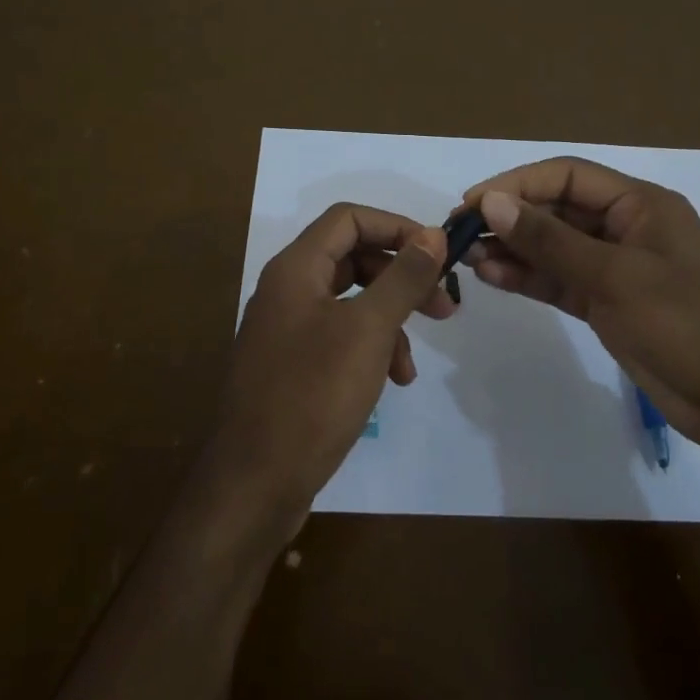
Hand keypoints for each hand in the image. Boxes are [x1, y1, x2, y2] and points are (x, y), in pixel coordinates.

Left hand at [202, 204, 451, 538]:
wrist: (255, 481)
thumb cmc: (313, 395)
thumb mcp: (368, 331)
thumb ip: (402, 278)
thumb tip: (432, 234)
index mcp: (295, 269)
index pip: (349, 218)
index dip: (397, 227)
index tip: (439, 254)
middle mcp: (287, 291)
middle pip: (352, 259)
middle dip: (401, 278)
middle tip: (444, 306)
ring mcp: (287, 330)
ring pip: (351, 303)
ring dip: (390, 322)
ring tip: (412, 363)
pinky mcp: (292, 365)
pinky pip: (340, 338)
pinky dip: (370, 350)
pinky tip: (391, 382)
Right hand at [462, 157, 699, 466]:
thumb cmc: (688, 326)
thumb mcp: (616, 278)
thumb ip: (551, 241)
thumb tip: (492, 203)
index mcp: (640, 205)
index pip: (566, 177)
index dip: (516, 184)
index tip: (472, 204)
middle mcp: (625, 228)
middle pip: (556, 210)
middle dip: (510, 219)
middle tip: (460, 236)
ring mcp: (616, 269)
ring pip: (554, 248)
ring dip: (514, 250)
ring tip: (470, 260)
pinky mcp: (608, 304)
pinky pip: (560, 281)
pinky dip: (529, 278)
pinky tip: (494, 278)